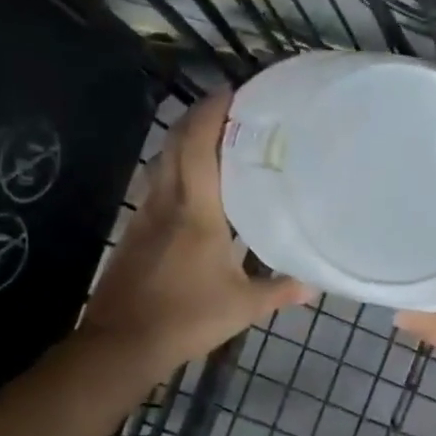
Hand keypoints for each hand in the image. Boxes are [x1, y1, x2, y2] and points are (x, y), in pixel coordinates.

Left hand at [81, 91, 308, 379]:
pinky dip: (174, 169)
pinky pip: (155, 185)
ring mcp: (144, 215)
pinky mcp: (133, 232)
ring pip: (161, 162)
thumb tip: (313, 286)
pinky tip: (192, 187)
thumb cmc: (187, 318)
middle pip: (175, 143)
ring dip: (184, 141)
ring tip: (215, 140)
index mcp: (196, 210)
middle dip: (199, 117)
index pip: (199, 144)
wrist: (122, 343)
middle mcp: (166, 202)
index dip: (213, 111)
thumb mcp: (242, 307)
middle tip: (231, 110)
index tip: (235, 92)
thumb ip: (279, 291)